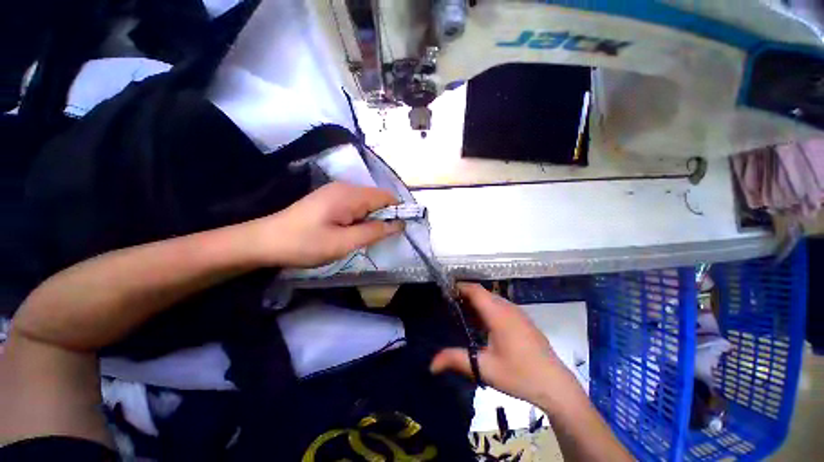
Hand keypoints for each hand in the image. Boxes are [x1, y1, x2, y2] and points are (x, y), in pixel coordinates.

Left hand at [250, 182, 403, 267]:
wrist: (264, 241)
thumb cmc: (305, 243)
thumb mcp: (343, 243)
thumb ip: (374, 232)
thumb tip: (399, 225)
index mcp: (350, 194)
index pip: (386, 196)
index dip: (397, 211)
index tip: (400, 230)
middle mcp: (345, 188)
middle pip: (377, 198)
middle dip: (384, 217)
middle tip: (379, 239)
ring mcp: (336, 192)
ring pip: (366, 203)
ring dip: (371, 219)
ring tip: (365, 238)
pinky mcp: (329, 199)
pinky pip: (355, 206)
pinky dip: (360, 218)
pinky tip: (352, 232)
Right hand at [430, 283, 575, 403]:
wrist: (556, 386)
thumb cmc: (519, 375)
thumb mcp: (484, 368)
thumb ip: (456, 360)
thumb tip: (431, 364)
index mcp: (498, 314)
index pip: (475, 290)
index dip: (460, 287)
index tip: (446, 291)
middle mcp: (508, 308)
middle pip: (483, 293)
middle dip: (466, 295)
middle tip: (450, 305)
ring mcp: (519, 314)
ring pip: (493, 299)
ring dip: (477, 302)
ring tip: (463, 314)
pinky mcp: (524, 321)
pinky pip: (501, 307)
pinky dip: (488, 309)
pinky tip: (484, 325)